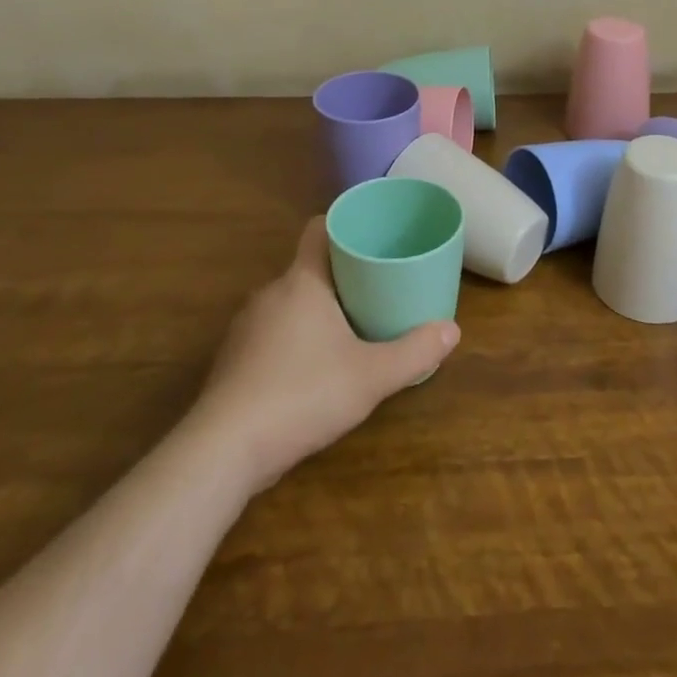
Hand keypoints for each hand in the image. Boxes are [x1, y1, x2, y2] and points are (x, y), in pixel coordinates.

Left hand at [190, 217, 459, 494]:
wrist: (223, 450)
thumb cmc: (302, 395)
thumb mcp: (371, 376)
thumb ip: (414, 352)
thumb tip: (452, 330)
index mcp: (302, 281)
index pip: (318, 229)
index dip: (344, 226)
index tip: (372, 237)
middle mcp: (270, 293)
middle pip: (309, 268)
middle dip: (342, 276)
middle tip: (377, 289)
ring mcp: (246, 327)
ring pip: (289, 303)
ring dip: (317, 310)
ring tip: (350, 329)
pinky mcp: (233, 360)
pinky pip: (271, 333)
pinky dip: (294, 339)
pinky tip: (312, 369)